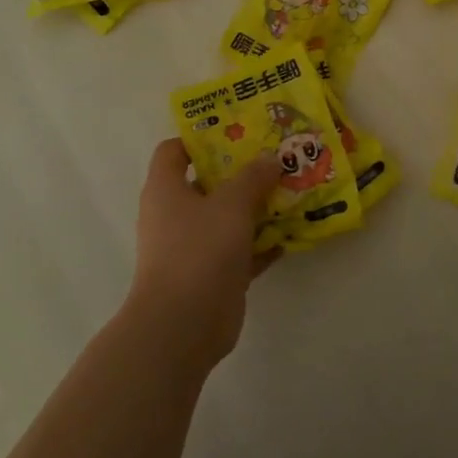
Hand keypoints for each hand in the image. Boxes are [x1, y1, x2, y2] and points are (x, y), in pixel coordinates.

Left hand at [127, 140, 280, 370]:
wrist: (183, 326)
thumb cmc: (199, 250)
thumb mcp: (231, 204)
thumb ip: (253, 177)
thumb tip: (270, 158)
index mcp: (166, 190)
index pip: (174, 151)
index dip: (201, 138)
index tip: (238, 131)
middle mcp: (175, 215)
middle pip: (208, 183)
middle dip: (242, 171)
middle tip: (276, 157)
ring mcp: (193, 247)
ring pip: (228, 217)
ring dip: (256, 207)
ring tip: (291, 190)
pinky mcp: (213, 275)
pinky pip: (241, 251)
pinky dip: (262, 243)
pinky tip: (291, 234)